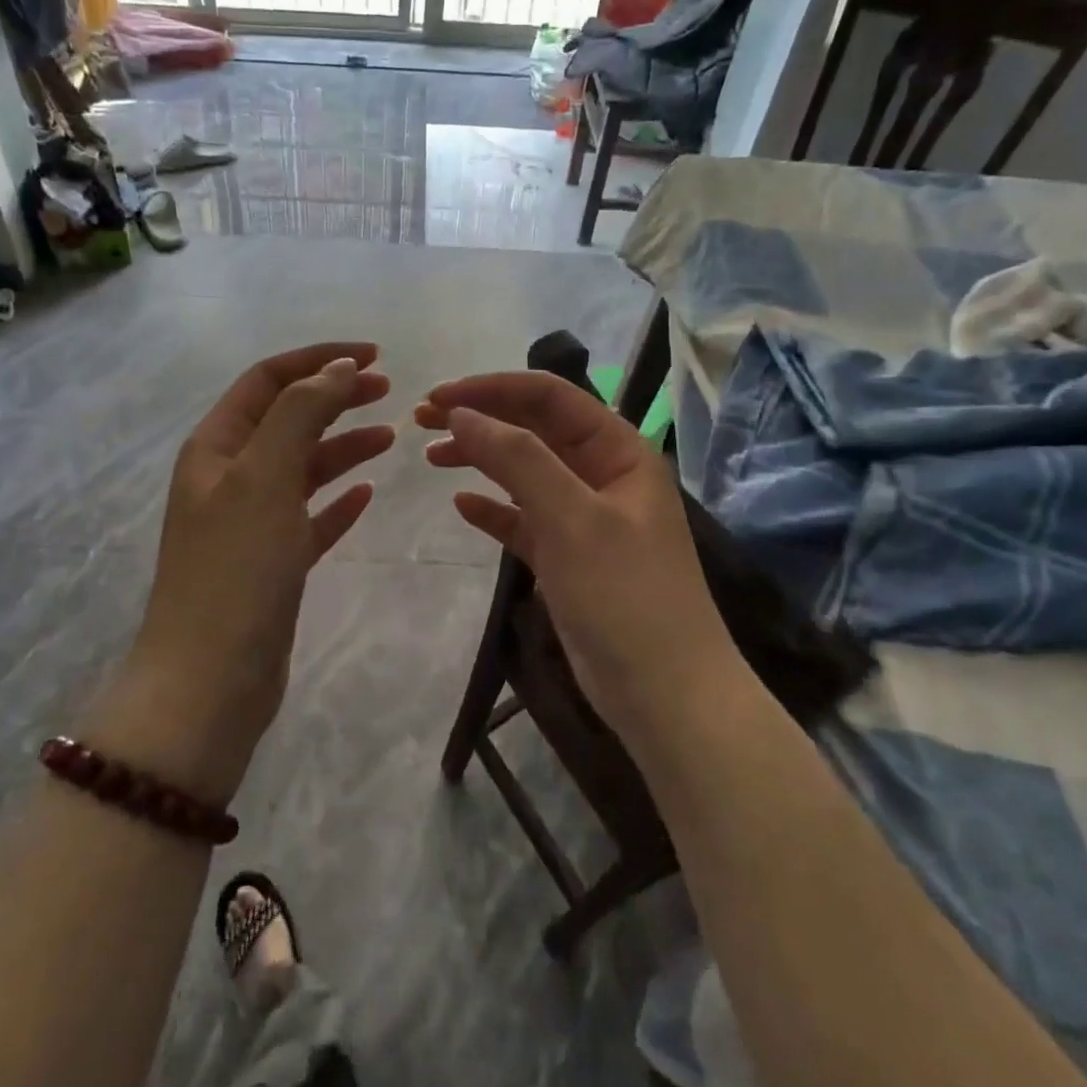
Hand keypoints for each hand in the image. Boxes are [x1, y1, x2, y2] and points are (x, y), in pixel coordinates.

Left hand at [109, 344, 393, 803]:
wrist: (210, 682)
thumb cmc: (236, 570)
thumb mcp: (264, 477)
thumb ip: (299, 414)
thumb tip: (334, 369)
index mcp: (216, 448)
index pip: (268, 381)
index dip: (318, 361)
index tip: (373, 356)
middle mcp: (229, 478)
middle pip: (287, 419)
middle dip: (334, 398)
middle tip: (388, 391)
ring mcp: (250, 523)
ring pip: (302, 468)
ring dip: (343, 447)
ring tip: (391, 437)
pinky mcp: (272, 564)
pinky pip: (310, 518)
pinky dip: (338, 501)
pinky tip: (368, 495)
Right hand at [417, 372, 734, 739]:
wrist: (665, 696)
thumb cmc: (625, 596)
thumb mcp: (572, 518)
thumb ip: (517, 459)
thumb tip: (461, 414)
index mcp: (618, 451)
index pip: (549, 398)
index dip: (491, 390)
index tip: (437, 397)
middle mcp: (603, 475)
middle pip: (534, 430)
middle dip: (481, 419)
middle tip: (421, 420)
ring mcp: (585, 517)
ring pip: (525, 472)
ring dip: (480, 459)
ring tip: (432, 456)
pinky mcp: (568, 557)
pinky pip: (524, 519)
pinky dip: (493, 509)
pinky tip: (462, 506)